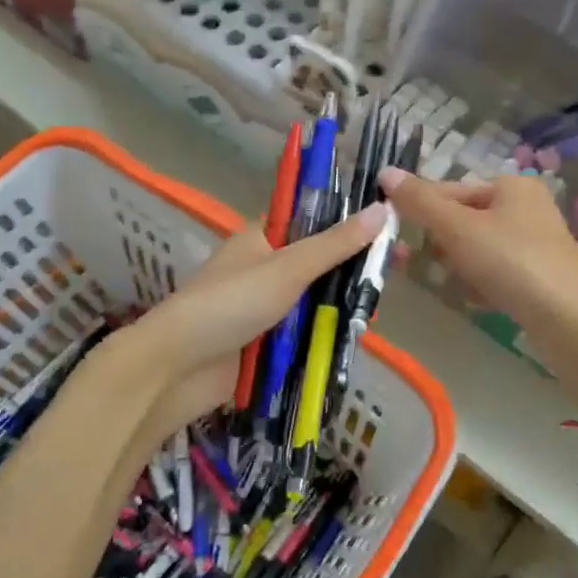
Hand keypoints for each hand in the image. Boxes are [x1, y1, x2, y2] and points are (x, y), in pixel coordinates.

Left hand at [124, 205, 385, 440]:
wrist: (177, 368)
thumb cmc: (230, 304)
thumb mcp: (287, 268)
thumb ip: (335, 244)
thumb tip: (383, 209)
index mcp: (262, 237)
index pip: (312, 218)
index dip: (349, 219)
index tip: (389, 224)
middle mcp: (265, 266)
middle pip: (319, 261)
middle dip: (354, 265)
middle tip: (400, 267)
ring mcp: (265, 306)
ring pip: (315, 298)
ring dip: (342, 302)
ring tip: (383, 304)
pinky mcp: (266, 341)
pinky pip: (304, 330)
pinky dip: (326, 332)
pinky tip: (358, 334)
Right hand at [378, 169, 577, 419]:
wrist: (570, 322)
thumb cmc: (511, 262)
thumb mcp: (458, 227)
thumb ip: (420, 201)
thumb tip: (385, 172)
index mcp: (511, 186)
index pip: (451, 189)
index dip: (422, 210)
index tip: (399, 236)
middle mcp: (526, 208)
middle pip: (463, 220)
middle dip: (443, 244)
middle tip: (433, 265)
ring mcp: (535, 244)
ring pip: (477, 250)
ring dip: (460, 267)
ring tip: (462, 286)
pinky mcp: (538, 277)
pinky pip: (495, 274)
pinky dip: (482, 285)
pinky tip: (481, 301)